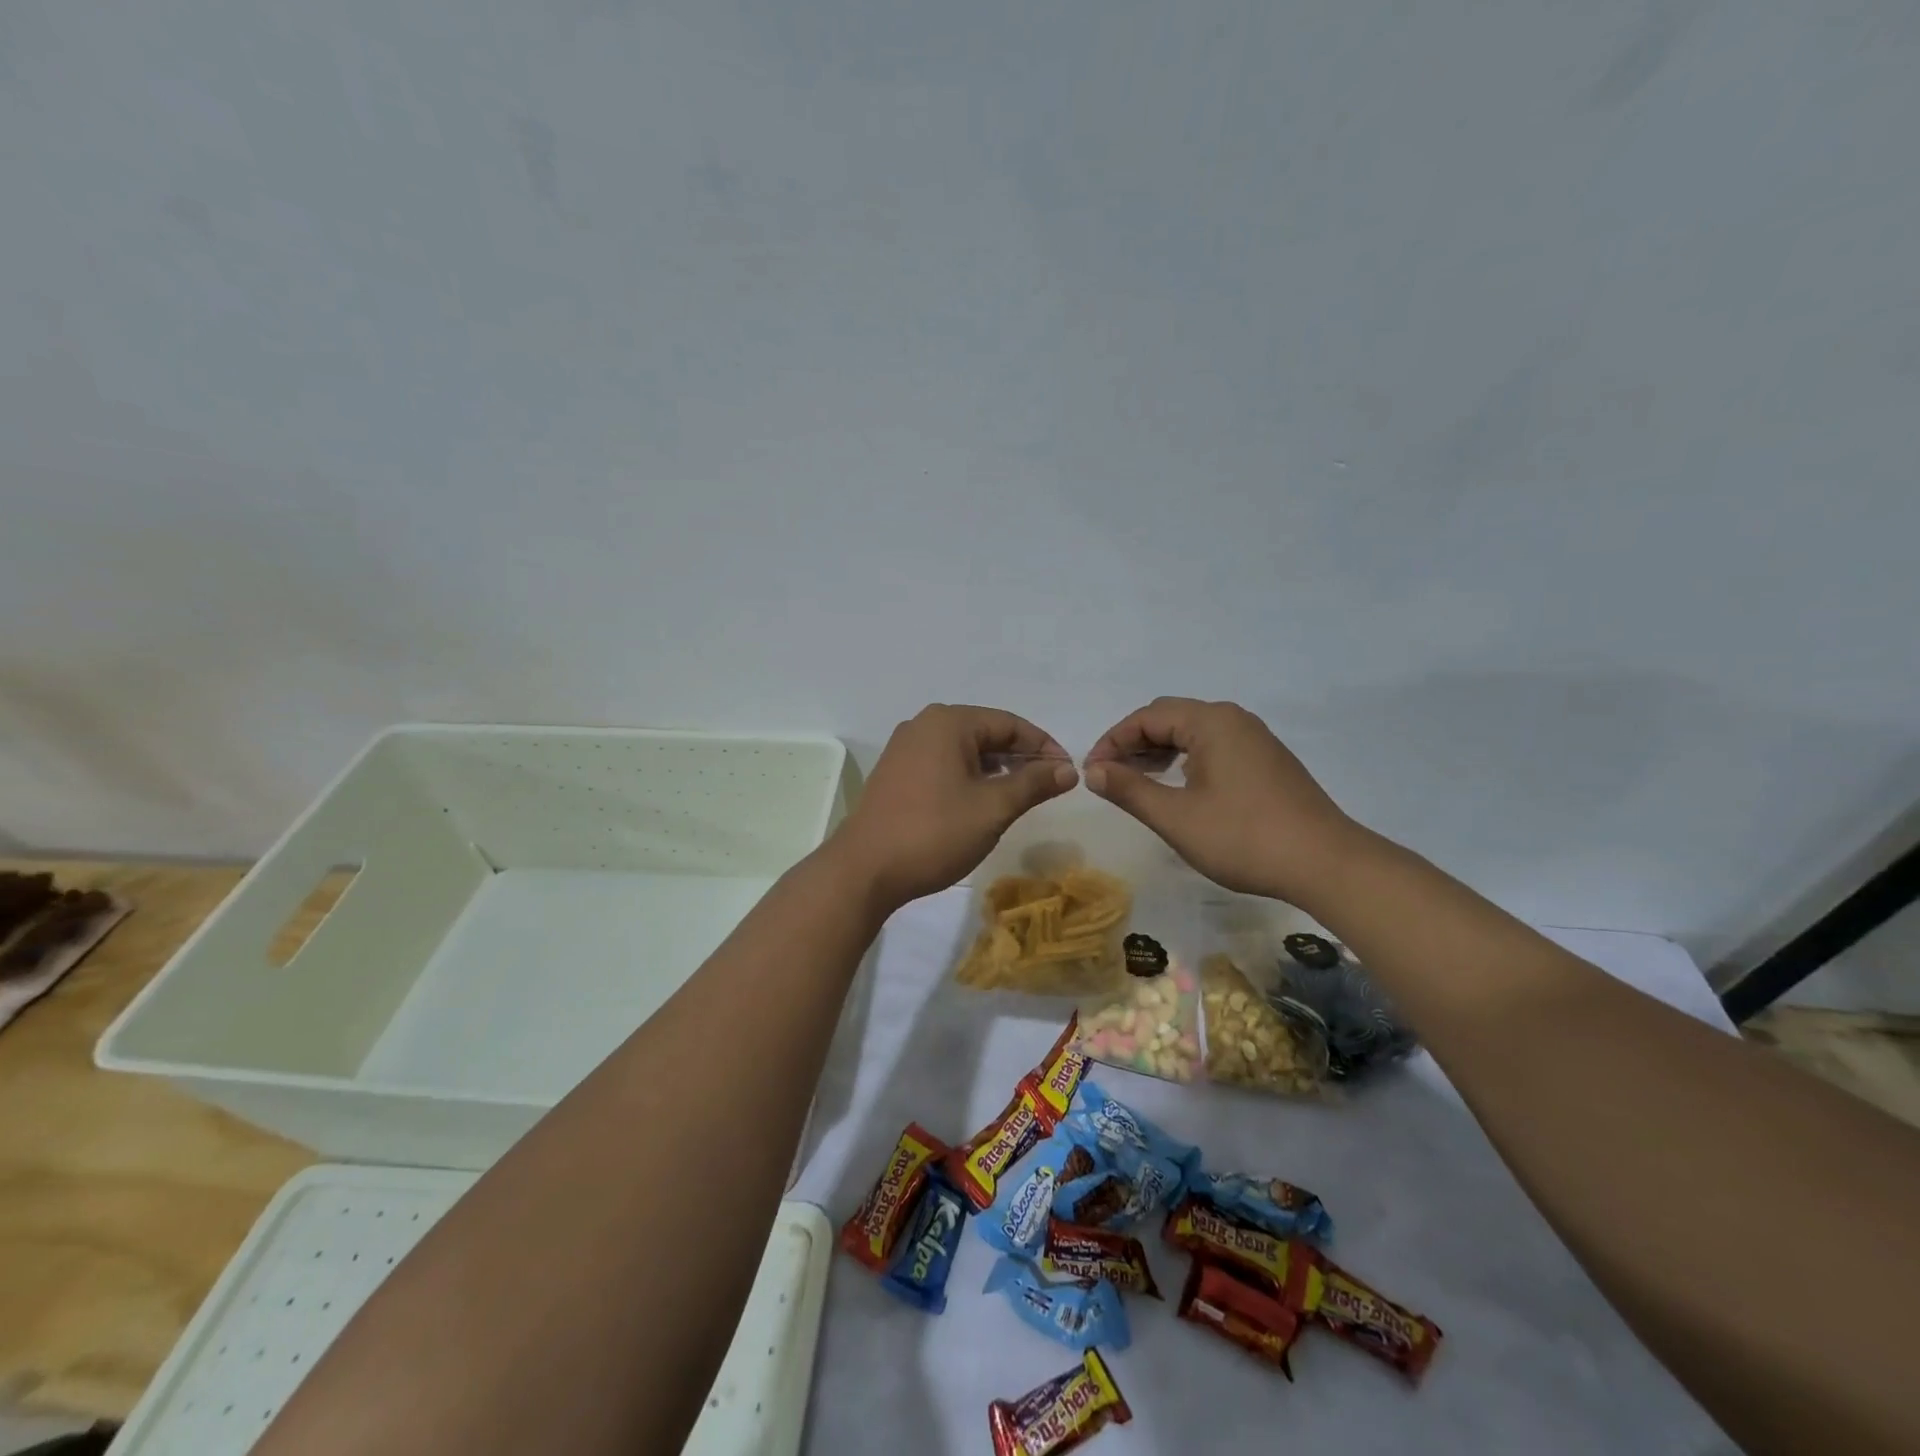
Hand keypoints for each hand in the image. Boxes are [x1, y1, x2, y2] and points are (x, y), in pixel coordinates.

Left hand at [831, 705, 1077, 911]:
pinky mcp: (895, 772)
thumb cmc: (934, 832)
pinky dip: (969, 777)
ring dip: (995, 768)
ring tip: (1020, 795)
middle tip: (1048, 785)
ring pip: (964, 750)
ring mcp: (905, 748)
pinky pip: (943, 763)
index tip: (1067, 773)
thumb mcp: (993, 808)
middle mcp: (924, 725)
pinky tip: (982, 801)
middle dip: (1020, 757)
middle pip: (986, 732)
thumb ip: (1033, 783)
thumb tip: (1069, 769)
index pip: (1010, 724)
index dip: (1043, 746)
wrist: (865, 869)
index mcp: (949, 722)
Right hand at [1084, 698, 1359, 904]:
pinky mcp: (1267, 762)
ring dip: (1159, 751)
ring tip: (1136, 782)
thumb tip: (1092, 770)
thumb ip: (1129, 789)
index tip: (1092, 772)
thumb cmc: (1244, 838)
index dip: (1112, 741)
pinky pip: (1214, 747)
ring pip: (1193, 733)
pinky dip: (1185, 760)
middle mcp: (1234, 720)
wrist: (1326, 864)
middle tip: (1110, 776)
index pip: (1147, 717)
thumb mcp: (1176, 817)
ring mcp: (1255, 740)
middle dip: (1133, 743)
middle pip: (1170, 718)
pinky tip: (1178, 787)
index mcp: (1211, 722)